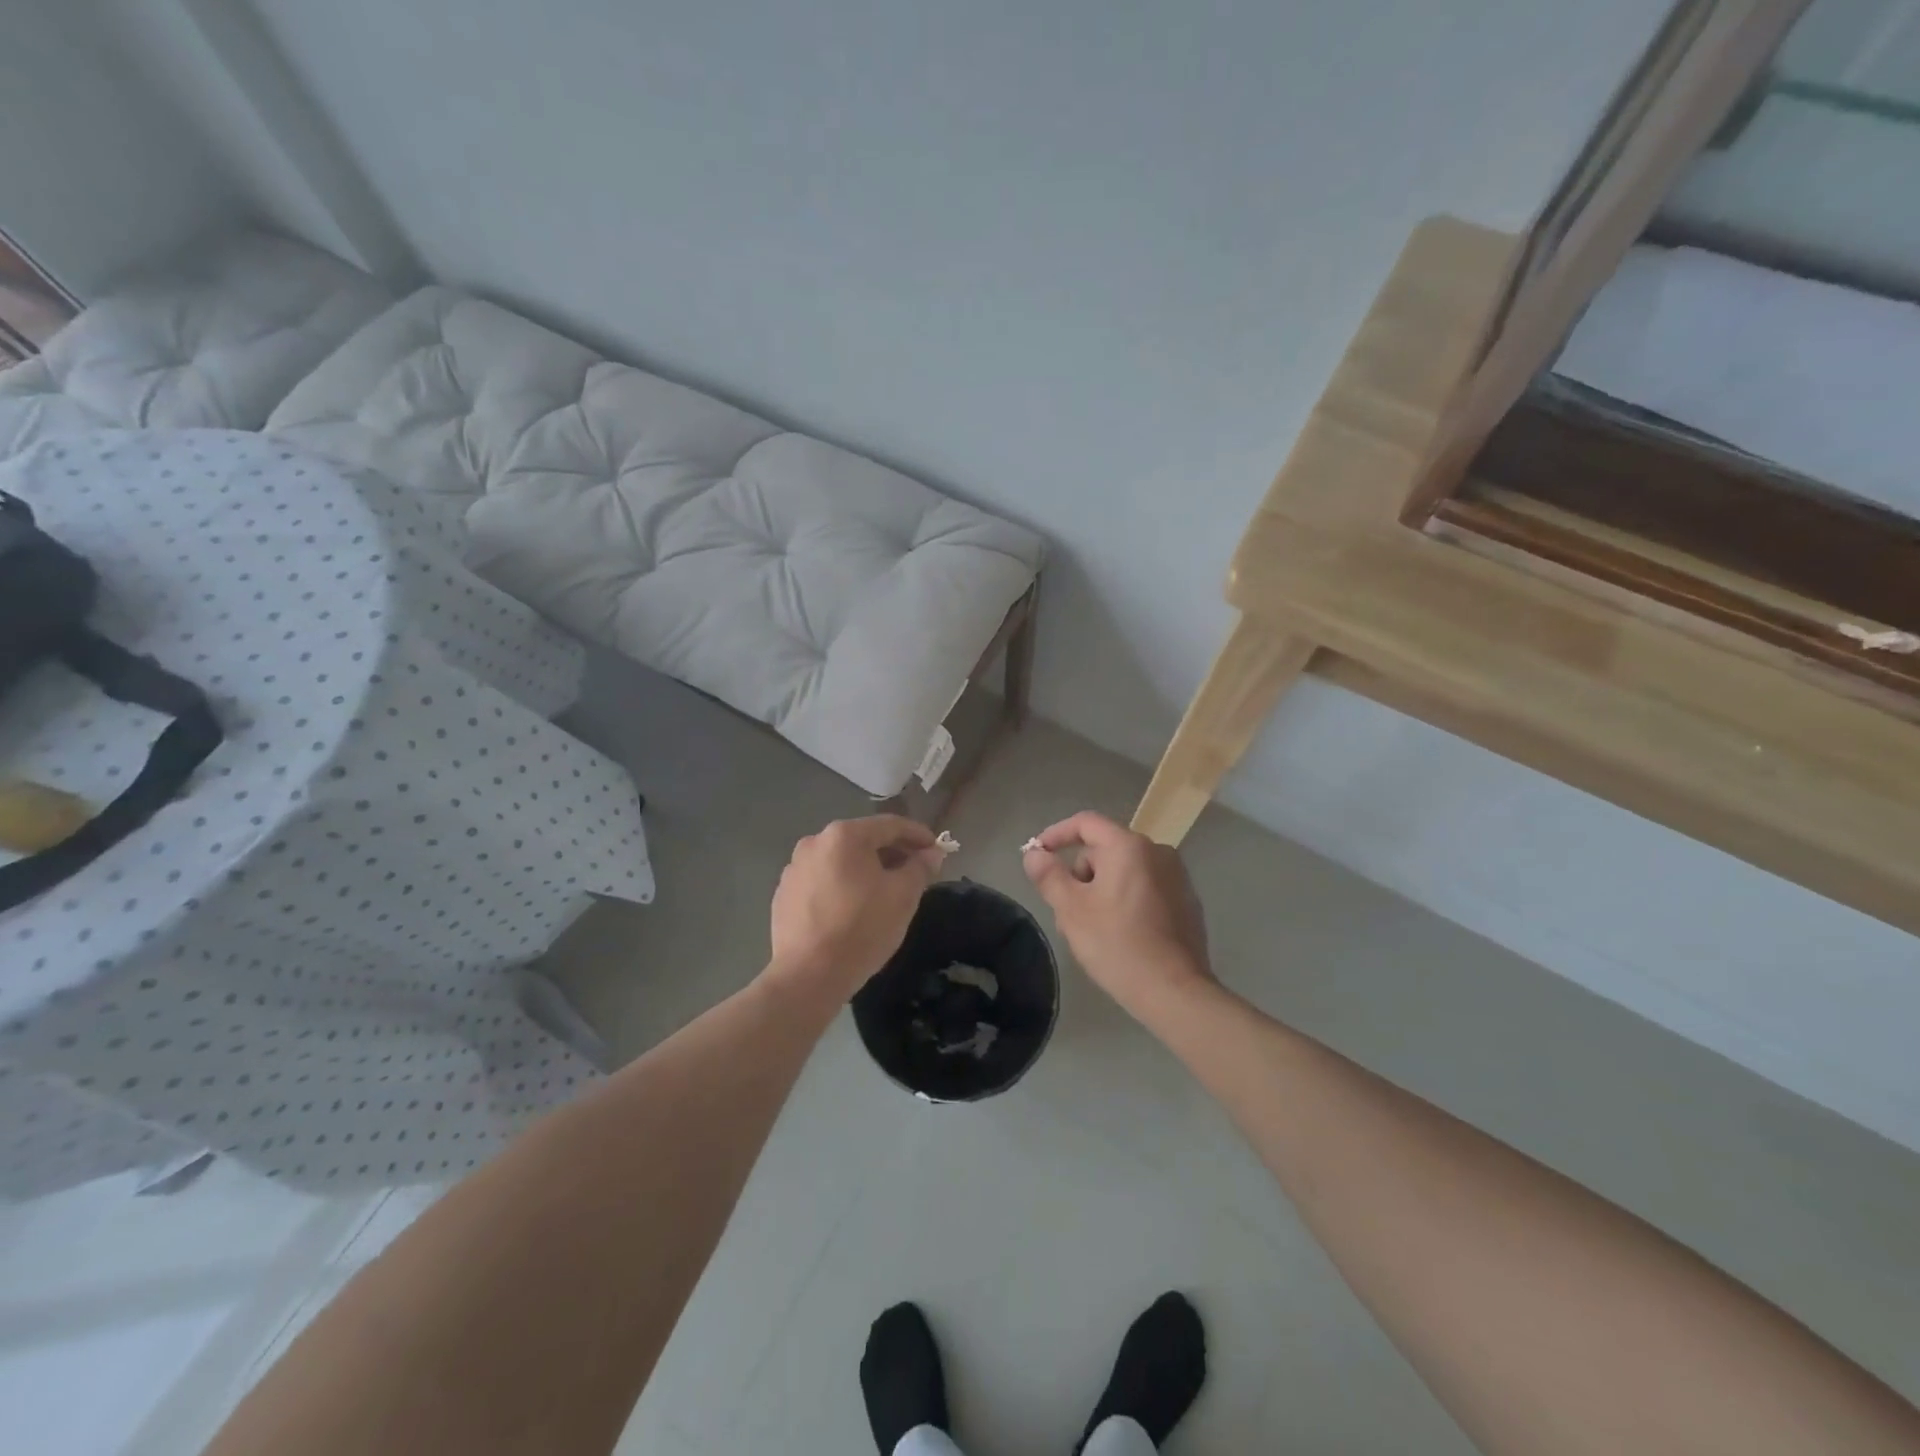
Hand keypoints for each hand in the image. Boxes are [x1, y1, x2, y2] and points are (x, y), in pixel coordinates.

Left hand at [767, 815, 943, 1001]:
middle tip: (915, 872)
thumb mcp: (903, 896)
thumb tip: (931, 854)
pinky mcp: (784, 894)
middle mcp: (814, 842)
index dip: (918, 835)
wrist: (808, 976)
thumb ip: (920, 868)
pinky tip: (853, 909)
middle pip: (863, 840)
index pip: (890, 825)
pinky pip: (822, 880)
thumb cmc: (862, 928)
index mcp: (844, 835)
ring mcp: (794, 868)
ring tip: (885, 892)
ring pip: (841, 861)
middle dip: (893, 853)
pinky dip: (842, 886)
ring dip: (866, 869)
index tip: (936, 850)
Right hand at [1022, 811, 1212, 1019]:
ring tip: (1091, 928)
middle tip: (1066, 910)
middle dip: (1081, 873)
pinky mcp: (1187, 901)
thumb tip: (1034, 854)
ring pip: (1125, 870)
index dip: (1056, 834)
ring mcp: (1177, 877)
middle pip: (1105, 849)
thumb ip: (1049, 875)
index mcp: (1129, 847)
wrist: (1174, 991)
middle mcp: (1157, 852)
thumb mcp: (1071, 910)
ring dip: (1102, 888)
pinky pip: (1146, 887)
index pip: (1086, 823)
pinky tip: (1121, 934)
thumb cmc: (1117, 944)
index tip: (1038, 854)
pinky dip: (1127, 899)